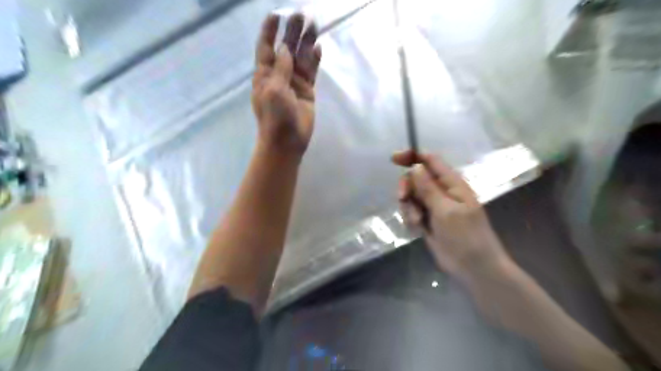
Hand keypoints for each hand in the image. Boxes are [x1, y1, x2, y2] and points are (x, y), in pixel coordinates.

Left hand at [252, 13, 321, 156]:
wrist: (287, 141)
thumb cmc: (274, 116)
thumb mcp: (273, 89)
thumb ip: (281, 68)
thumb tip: (285, 48)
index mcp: (265, 74)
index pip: (266, 47)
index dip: (270, 31)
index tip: (277, 14)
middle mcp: (279, 74)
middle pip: (286, 48)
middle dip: (293, 32)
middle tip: (303, 15)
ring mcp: (294, 82)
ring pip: (301, 58)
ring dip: (306, 43)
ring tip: (314, 25)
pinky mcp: (307, 90)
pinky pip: (311, 72)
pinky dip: (315, 60)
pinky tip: (318, 48)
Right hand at [392, 149, 510, 280]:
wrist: (474, 268)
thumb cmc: (465, 237)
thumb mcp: (446, 210)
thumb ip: (429, 189)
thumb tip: (416, 166)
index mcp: (452, 184)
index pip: (430, 161)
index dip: (412, 156)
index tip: (394, 159)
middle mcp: (442, 191)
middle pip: (416, 178)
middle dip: (407, 187)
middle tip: (403, 198)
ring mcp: (434, 206)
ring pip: (411, 196)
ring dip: (408, 206)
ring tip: (417, 221)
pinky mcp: (428, 220)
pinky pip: (411, 211)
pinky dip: (410, 217)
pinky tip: (417, 228)